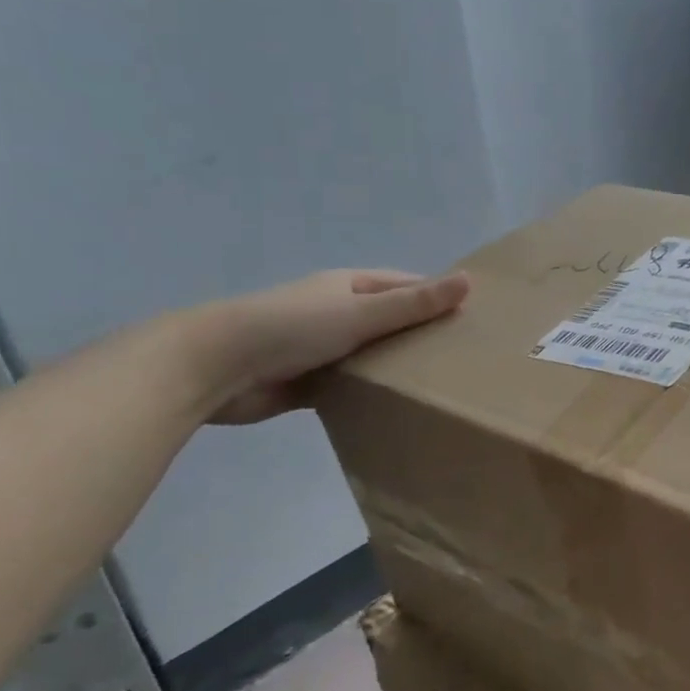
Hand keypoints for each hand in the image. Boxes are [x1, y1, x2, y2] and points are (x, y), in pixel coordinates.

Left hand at [183, 269, 469, 424]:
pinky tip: (401, 410)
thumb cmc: (292, 327)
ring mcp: (322, 348)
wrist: (214, 368)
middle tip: (467, 361)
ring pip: (373, 356)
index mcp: (350, 286)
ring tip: (444, 388)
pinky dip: (372, 394)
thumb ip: (415, 304)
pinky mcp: (309, 384)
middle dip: (423, 337)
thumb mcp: (361, 312)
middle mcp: (338, 312)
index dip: (438, 298)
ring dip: (398, 369)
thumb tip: (470, 281)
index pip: (406, 286)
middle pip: (391, 322)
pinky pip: (352, 386)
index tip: (475, 320)